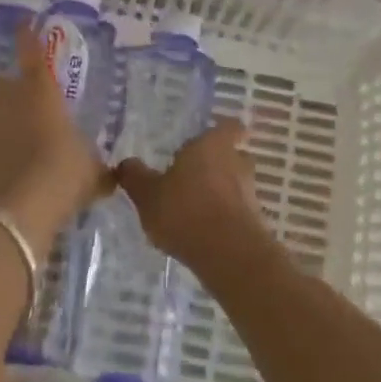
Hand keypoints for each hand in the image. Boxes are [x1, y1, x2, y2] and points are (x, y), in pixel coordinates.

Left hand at [0, 23, 108, 237]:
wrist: (14, 210)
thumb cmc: (62, 176)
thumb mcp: (90, 170)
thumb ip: (96, 164)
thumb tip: (110, 174)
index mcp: (41, 90)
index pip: (33, 52)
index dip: (28, 36)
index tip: (22, 22)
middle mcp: (5, 95)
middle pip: (8, 86)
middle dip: (16, 99)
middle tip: (30, 126)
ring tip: (12, 155)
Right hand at [114, 120, 276, 281]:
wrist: (229, 254)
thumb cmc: (185, 211)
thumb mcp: (147, 195)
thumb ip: (135, 177)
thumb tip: (125, 163)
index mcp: (212, 144)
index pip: (229, 126)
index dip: (222, 132)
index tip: (210, 140)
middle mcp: (236, 161)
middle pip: (232, 155)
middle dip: (217, 164)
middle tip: (194, 176)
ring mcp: (250, 192)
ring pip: (236, 184)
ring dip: (221, 192)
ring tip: (196, 208)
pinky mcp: (255, 221)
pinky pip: (238, 211)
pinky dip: (225, 217)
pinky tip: (205, 232)